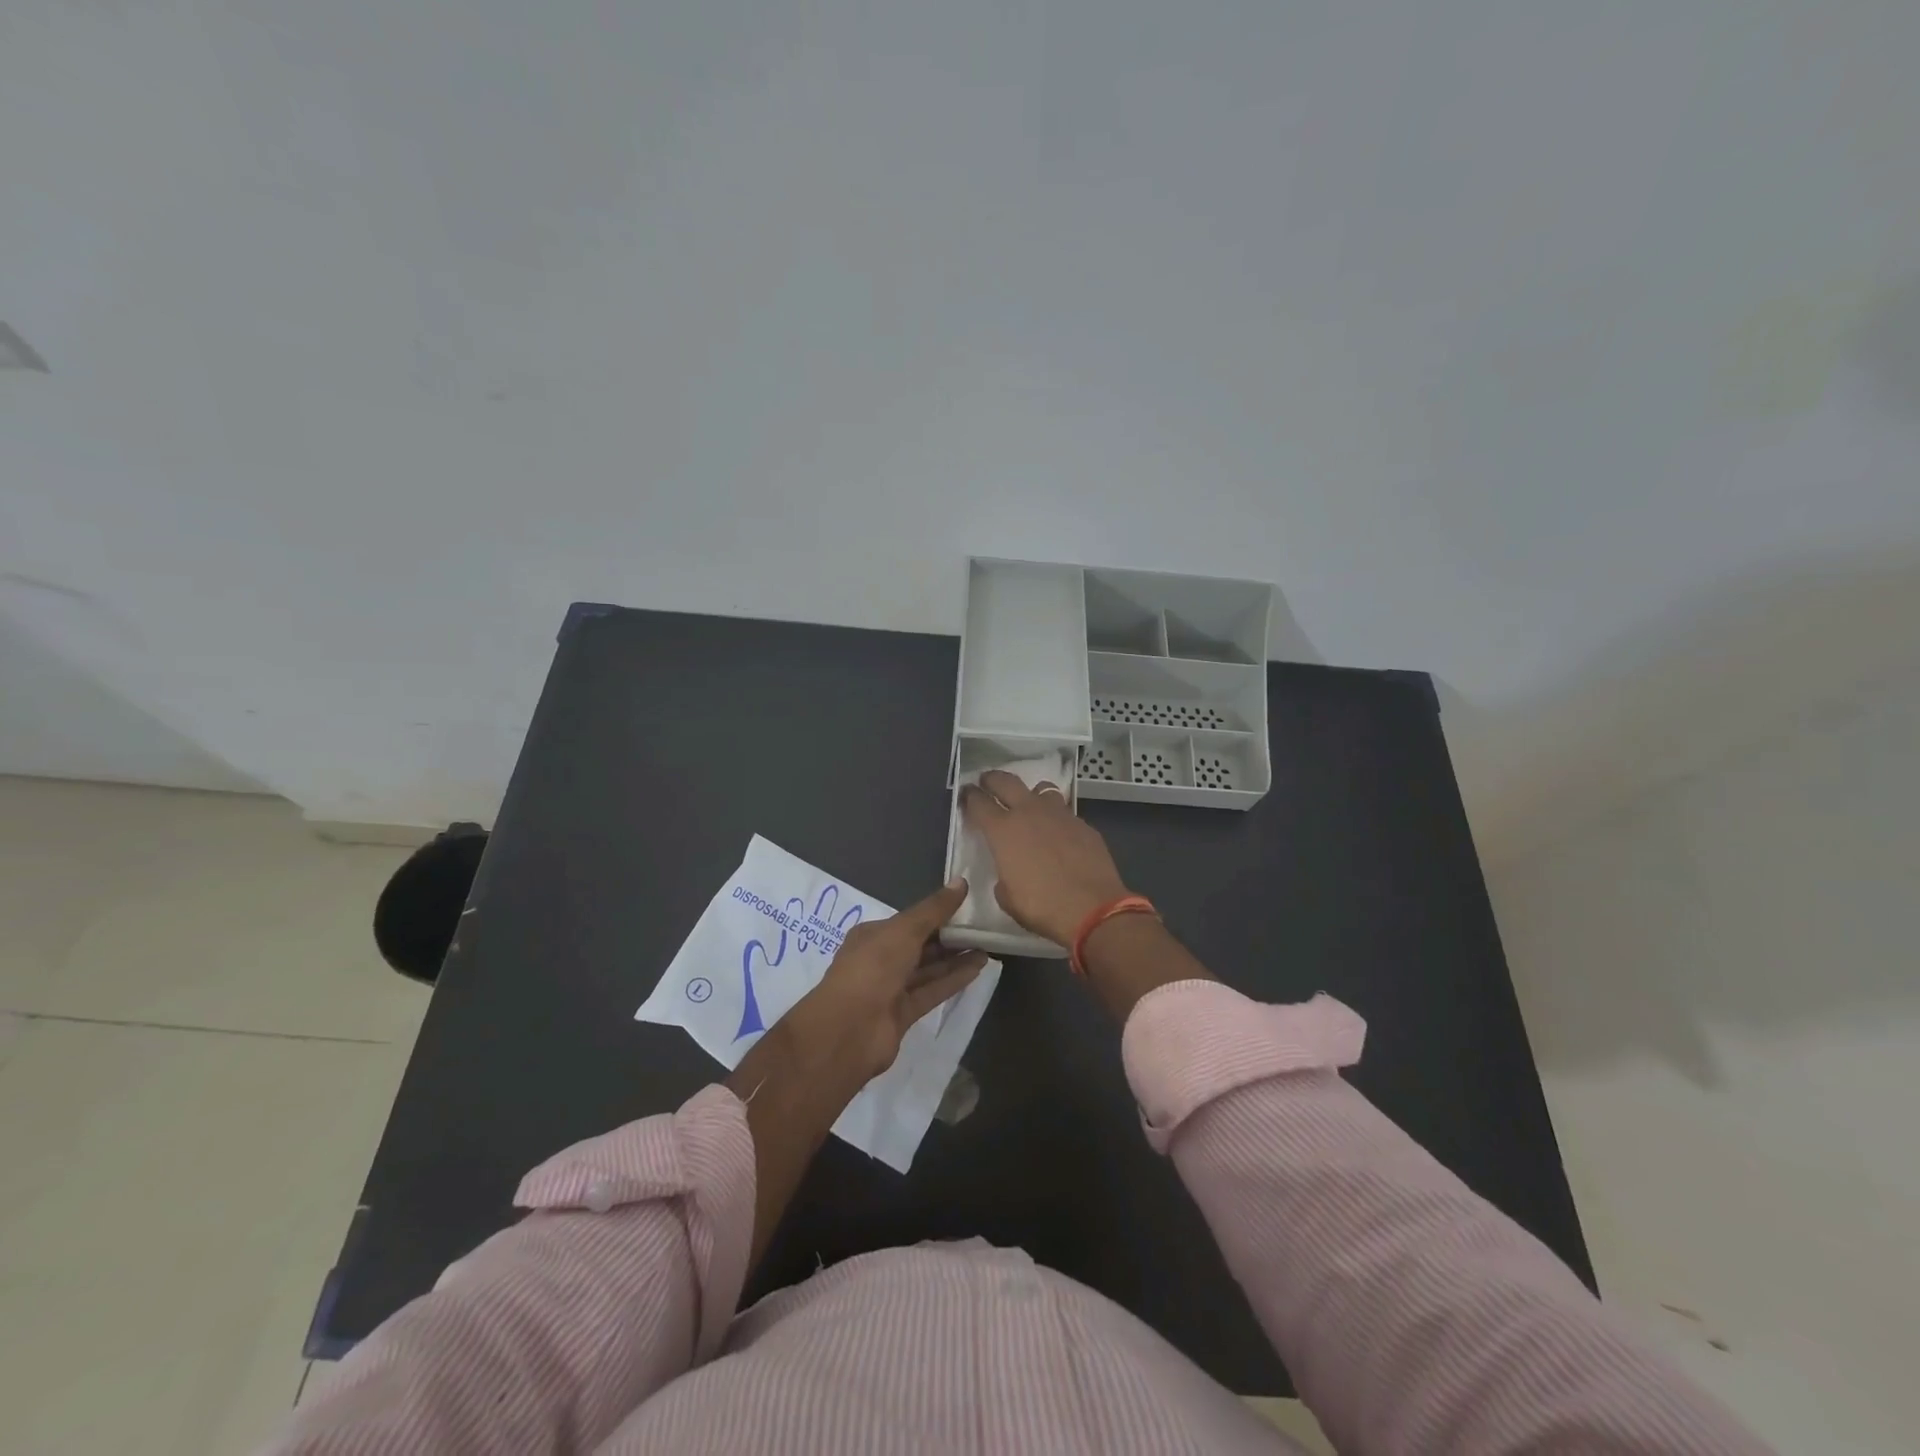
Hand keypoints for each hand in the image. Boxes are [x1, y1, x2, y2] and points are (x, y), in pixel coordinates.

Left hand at [782, 879, 988, 1084]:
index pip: (909, 921)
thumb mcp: (904, 930)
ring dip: (955, 959)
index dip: (936, 913)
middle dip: (949, 937)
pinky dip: (953, 980)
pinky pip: (932, 991)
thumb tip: (962, 881)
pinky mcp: (903, 1014)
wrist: (849, 1030)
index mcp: (872, 935)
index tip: (967, 906)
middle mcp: (880, 960)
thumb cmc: (873, 968)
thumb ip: (934, 909)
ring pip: (928, 969)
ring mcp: (891, 989)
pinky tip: (978, 968)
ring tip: (987, 946)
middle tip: (983, 927)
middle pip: (920, 945)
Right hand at [959, 769, 1131, 945]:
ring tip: (1030, 806)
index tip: (966, 794)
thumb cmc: (1041, 906)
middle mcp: (1030, 813)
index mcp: (1003, 830)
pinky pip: (1065, 813)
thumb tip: (1009, 870)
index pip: (979, 802)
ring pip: (1042, 789)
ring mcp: (1060, 815)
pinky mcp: (1084, 825)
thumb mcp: (1007, 897)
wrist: (1093, 909)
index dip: (970, 796)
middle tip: (987, 781)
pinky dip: (1057, 819)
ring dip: (1031, 795)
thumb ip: (1003, 875)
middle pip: (1006, 781)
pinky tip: (1060, 835)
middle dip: (993, 779)